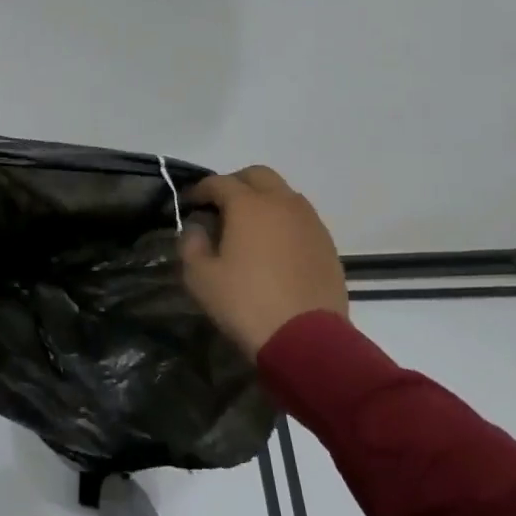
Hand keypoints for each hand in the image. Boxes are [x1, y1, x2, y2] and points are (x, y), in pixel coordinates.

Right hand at [181, 166, 347, 357]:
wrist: (307, 340)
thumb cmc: (246, 304)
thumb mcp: (200, 278)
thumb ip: (191, 244)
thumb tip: (196, 228)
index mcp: (249, 205)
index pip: (219, 182)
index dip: (200, 190)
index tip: (189, 204)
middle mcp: (282, 203)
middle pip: (257, 176)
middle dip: (235, 184)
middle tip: (220, 207)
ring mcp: (310, 221)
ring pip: (283, 194)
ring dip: (263, 200)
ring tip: (249, 227)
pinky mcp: (327, 243)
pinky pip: (300, 218)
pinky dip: (283, 221)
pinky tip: (274, 247)